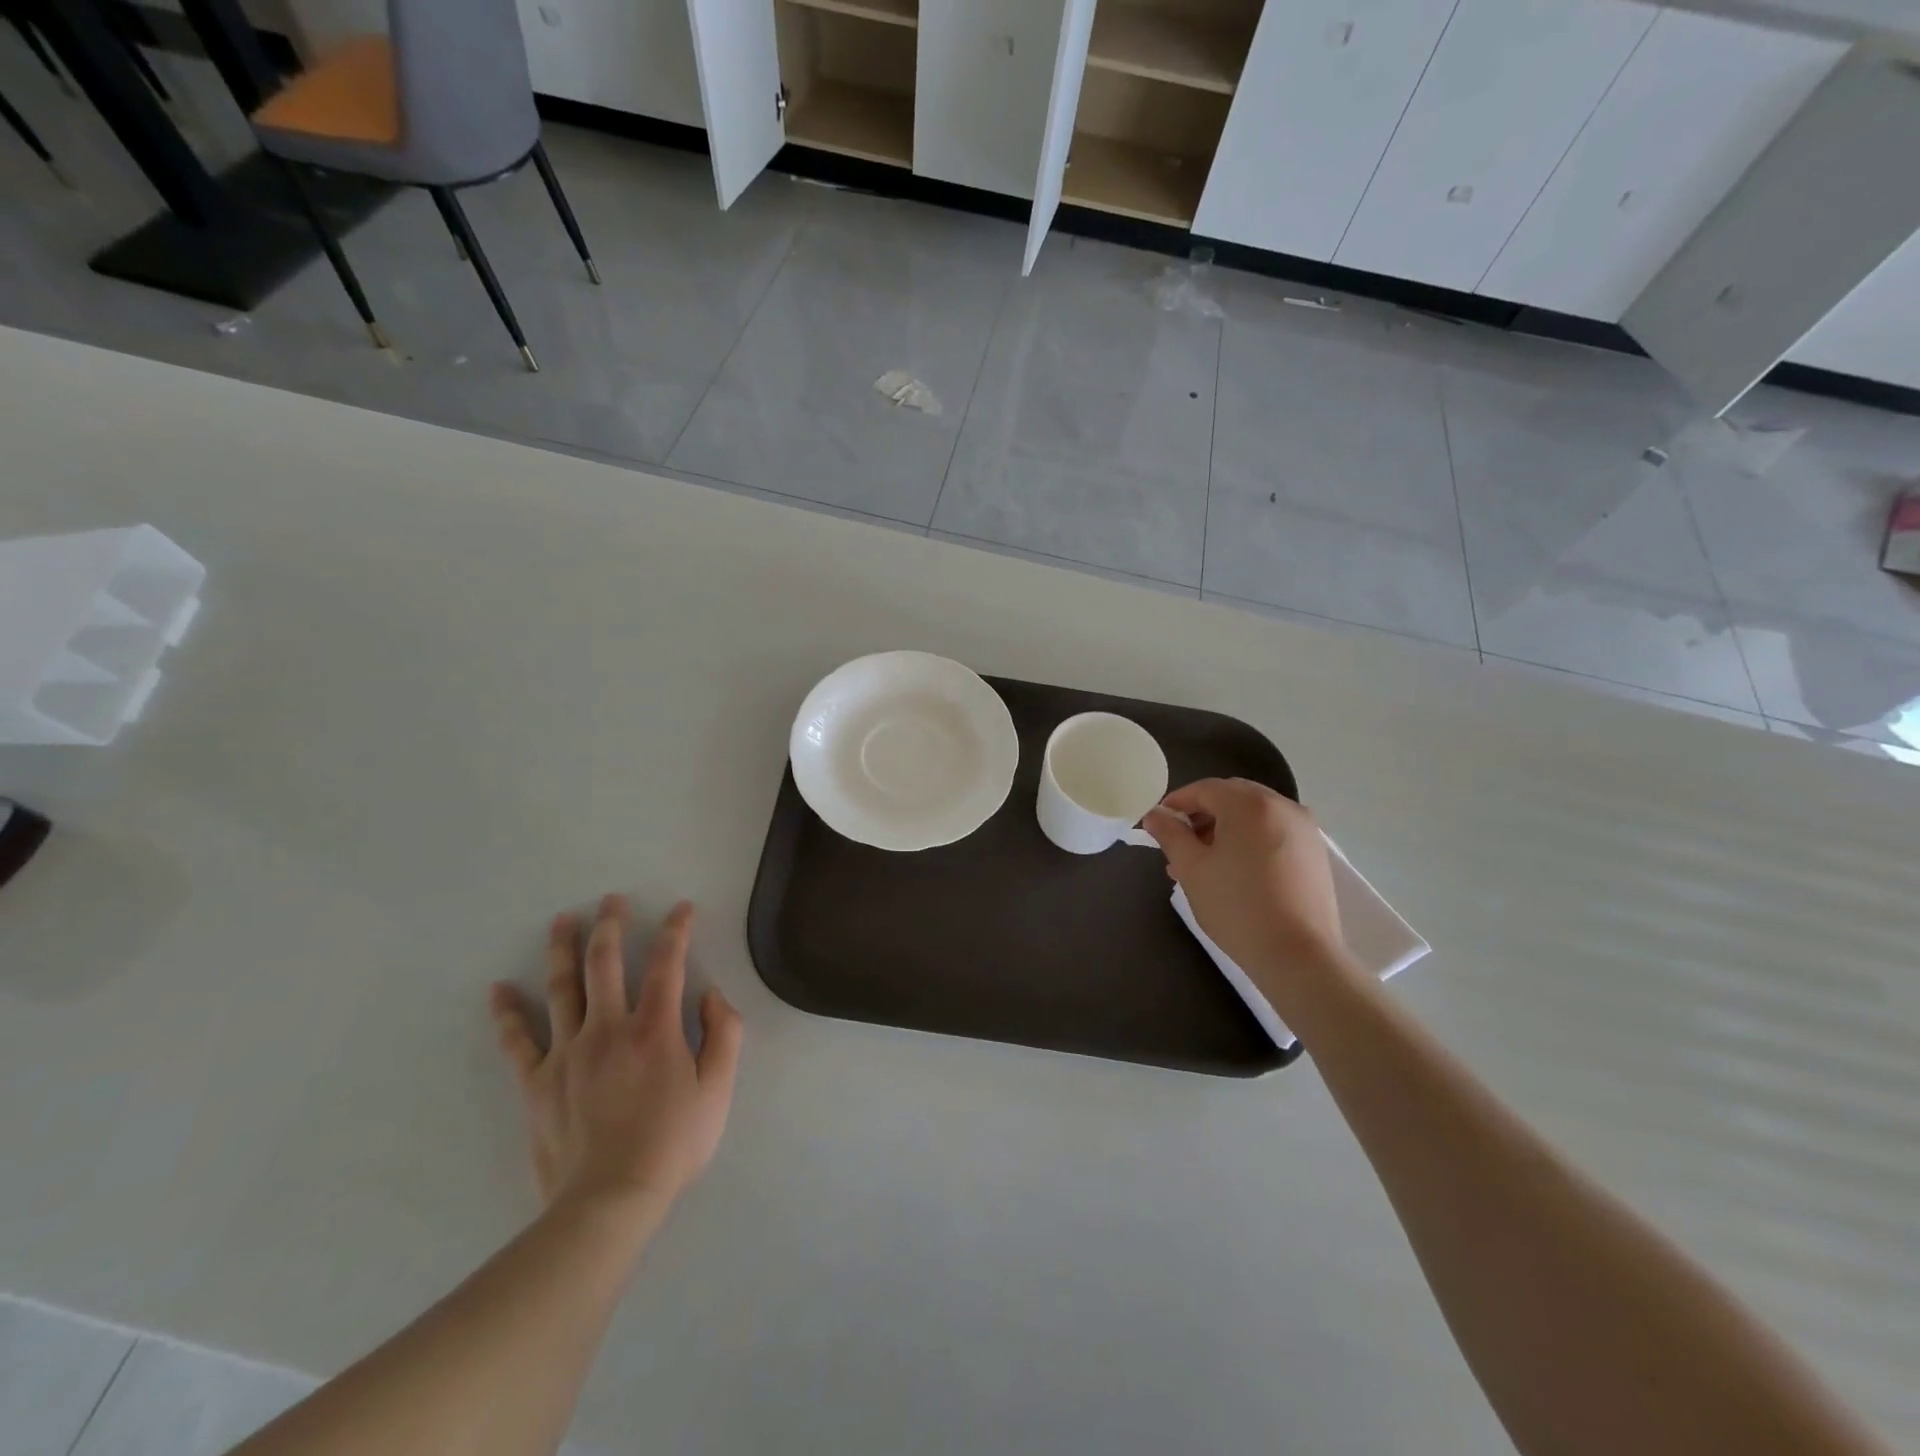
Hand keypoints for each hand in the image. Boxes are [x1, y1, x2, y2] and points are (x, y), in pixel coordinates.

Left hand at [488, 897, 742, 1221]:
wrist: (609, 1202)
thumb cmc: (672, 1144)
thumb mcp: (719, 1090)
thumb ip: (724, 1035)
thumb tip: (712, 995)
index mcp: (655, 1028)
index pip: (667, 963)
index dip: (676, 930)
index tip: (681, 908)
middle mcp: (608, 1028)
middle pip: (606, 963)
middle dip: (611, 925)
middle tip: (611, 899)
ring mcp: (567, 1053)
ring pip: (562, 989)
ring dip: (563, 950)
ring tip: (562, 921)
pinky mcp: (537, 1083)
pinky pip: (517, 1041)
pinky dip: (507, 1014)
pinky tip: (498, 990)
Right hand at [1143, 779, 1345, 995]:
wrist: (1298, 956)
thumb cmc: (1236, 906)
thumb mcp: (1192, 869)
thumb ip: (1170, 835)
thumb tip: (1154, 815)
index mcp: (1249, 804)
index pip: (1205, 789)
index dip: (1177, 802)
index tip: (1158, 823)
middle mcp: (1282, 806)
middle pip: (1232, 797)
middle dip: (1202, 814)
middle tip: (1180, 843)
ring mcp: (1305, 829)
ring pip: (1254, 815)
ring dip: (1226, 828)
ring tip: (1203, 863)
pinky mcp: (1315, 853)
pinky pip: (1274, 832)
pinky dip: (1250, 840)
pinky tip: (1235, 871)